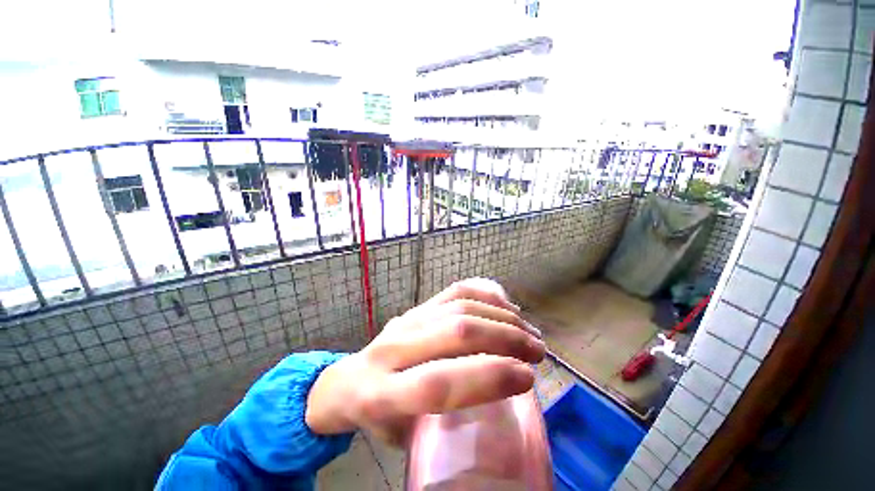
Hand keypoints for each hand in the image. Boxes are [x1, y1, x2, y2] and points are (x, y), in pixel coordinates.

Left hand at [305, 278, 544, 445]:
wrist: (346, 380)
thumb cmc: (377, 417)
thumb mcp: (404, 435)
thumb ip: (446, 419)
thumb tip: (502, 400)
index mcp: (382, 395)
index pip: (438, 382)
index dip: (488, 378)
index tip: (527, 378)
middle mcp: (393, 348)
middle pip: (455, 332)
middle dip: (504, 338)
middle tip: (537, 350)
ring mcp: (406, 320)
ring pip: (458, 307)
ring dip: (500, 315)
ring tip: (528, 330)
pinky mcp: (416, 306)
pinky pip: (453, 291)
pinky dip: (484, 294)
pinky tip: (505, 304)